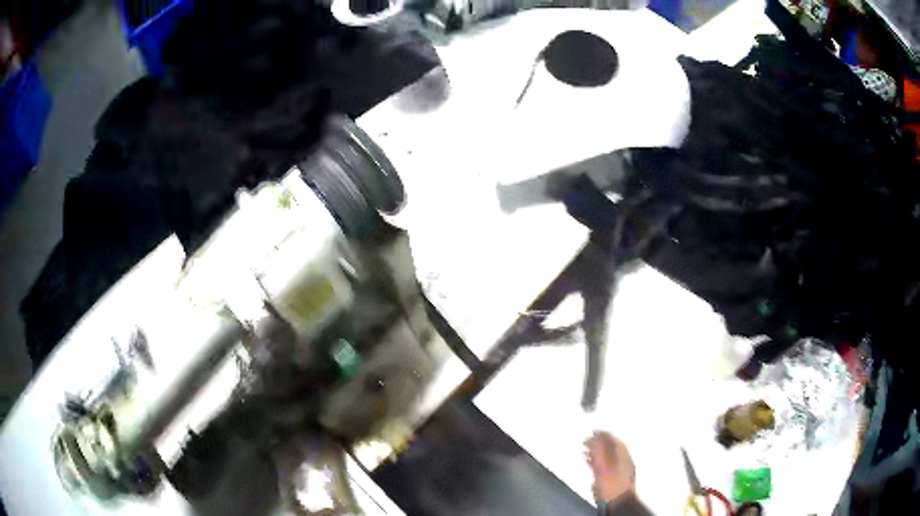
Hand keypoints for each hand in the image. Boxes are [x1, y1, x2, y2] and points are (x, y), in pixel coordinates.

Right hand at [585, 431, 635, 501]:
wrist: (618, 502)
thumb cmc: (612, 486)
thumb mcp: (603, 468)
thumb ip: (599, 453)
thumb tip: (595, 439)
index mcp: (623, 456)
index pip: (614, 440)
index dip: (603, 434)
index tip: (593, 431)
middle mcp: (622, 460)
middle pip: (610, 447)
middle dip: (598, 442)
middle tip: (587, 439)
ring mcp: (619, 469)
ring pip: (607, 456)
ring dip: (596, 451)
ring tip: (585, 449)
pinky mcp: (613, 477)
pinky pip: (604, 465)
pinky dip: (596, 461)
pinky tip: (588, 461)